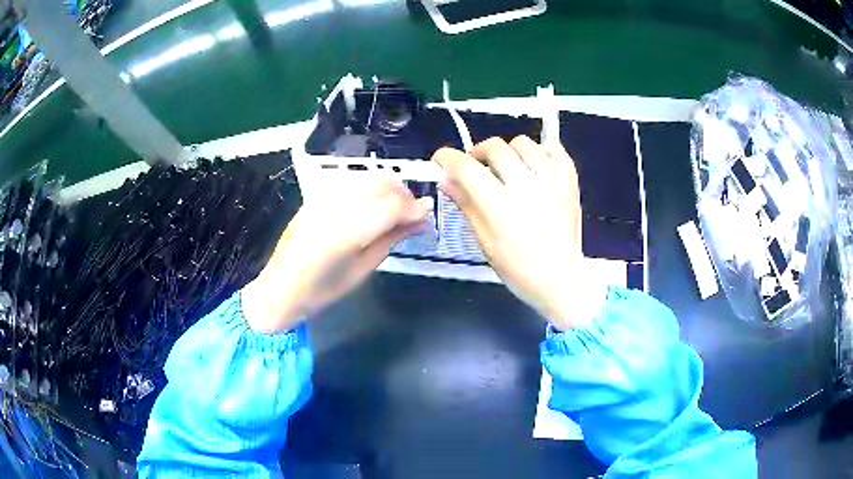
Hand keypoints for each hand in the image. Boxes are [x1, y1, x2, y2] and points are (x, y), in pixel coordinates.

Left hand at [242, 178, 433, 332]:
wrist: (280, 288)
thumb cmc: (323, 290)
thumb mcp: (363, 269)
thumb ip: (392, 239)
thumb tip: (421, 223)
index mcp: (348, 230)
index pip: (393, 206)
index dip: (415, 208)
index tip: (429, 214)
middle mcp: (336, 205)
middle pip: (383, 184)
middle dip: (405, 196)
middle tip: (414, 215)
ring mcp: (324, 196)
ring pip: (368, 178)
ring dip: (389, 189)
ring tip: (395, 210)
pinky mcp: (316, 195)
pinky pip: (352, 181)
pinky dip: (370, 188)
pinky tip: (372, 204)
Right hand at [433, 136, 606, 329]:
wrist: (560, 279)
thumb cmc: (518, 268)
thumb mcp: (485, 241)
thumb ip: (466, 205)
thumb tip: (445, 180)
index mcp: (500, 205)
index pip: (466, 167)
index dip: (447, 157)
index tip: (441, 159)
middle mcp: (526, 185)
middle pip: (495, 147)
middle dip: (477, 153)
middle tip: (476, 168)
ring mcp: (551, 181)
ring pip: (524, 143)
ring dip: (509, 151)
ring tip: (508, 168)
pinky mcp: (569, 182)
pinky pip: (555, 150)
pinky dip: (542, 151)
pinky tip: (535, 165)